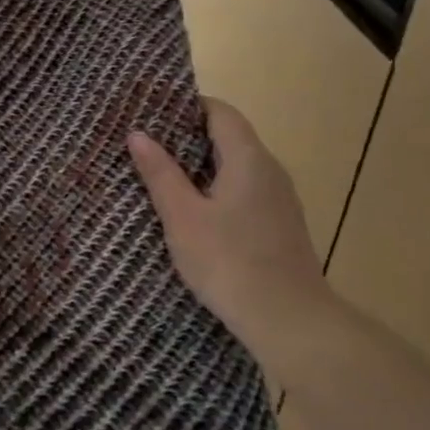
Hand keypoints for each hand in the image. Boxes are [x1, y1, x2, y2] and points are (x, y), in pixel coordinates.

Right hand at [127, 98, 326, 352]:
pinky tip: (192, 212)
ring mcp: (279, 201)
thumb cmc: (230, 262)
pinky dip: (216, 190)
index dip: (187, 106)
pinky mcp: (279, 227)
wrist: (291, 323)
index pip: (220, 112)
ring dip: (201, 166)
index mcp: (249, 159)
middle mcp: (270, 171)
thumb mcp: (182, 217)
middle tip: (146, 143)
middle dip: (188, 137)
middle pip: (229, 137)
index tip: (152, 112)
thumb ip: (160, 173)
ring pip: (236, 167)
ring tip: (161, 175)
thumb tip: (138, 134)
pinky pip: (244, 192)